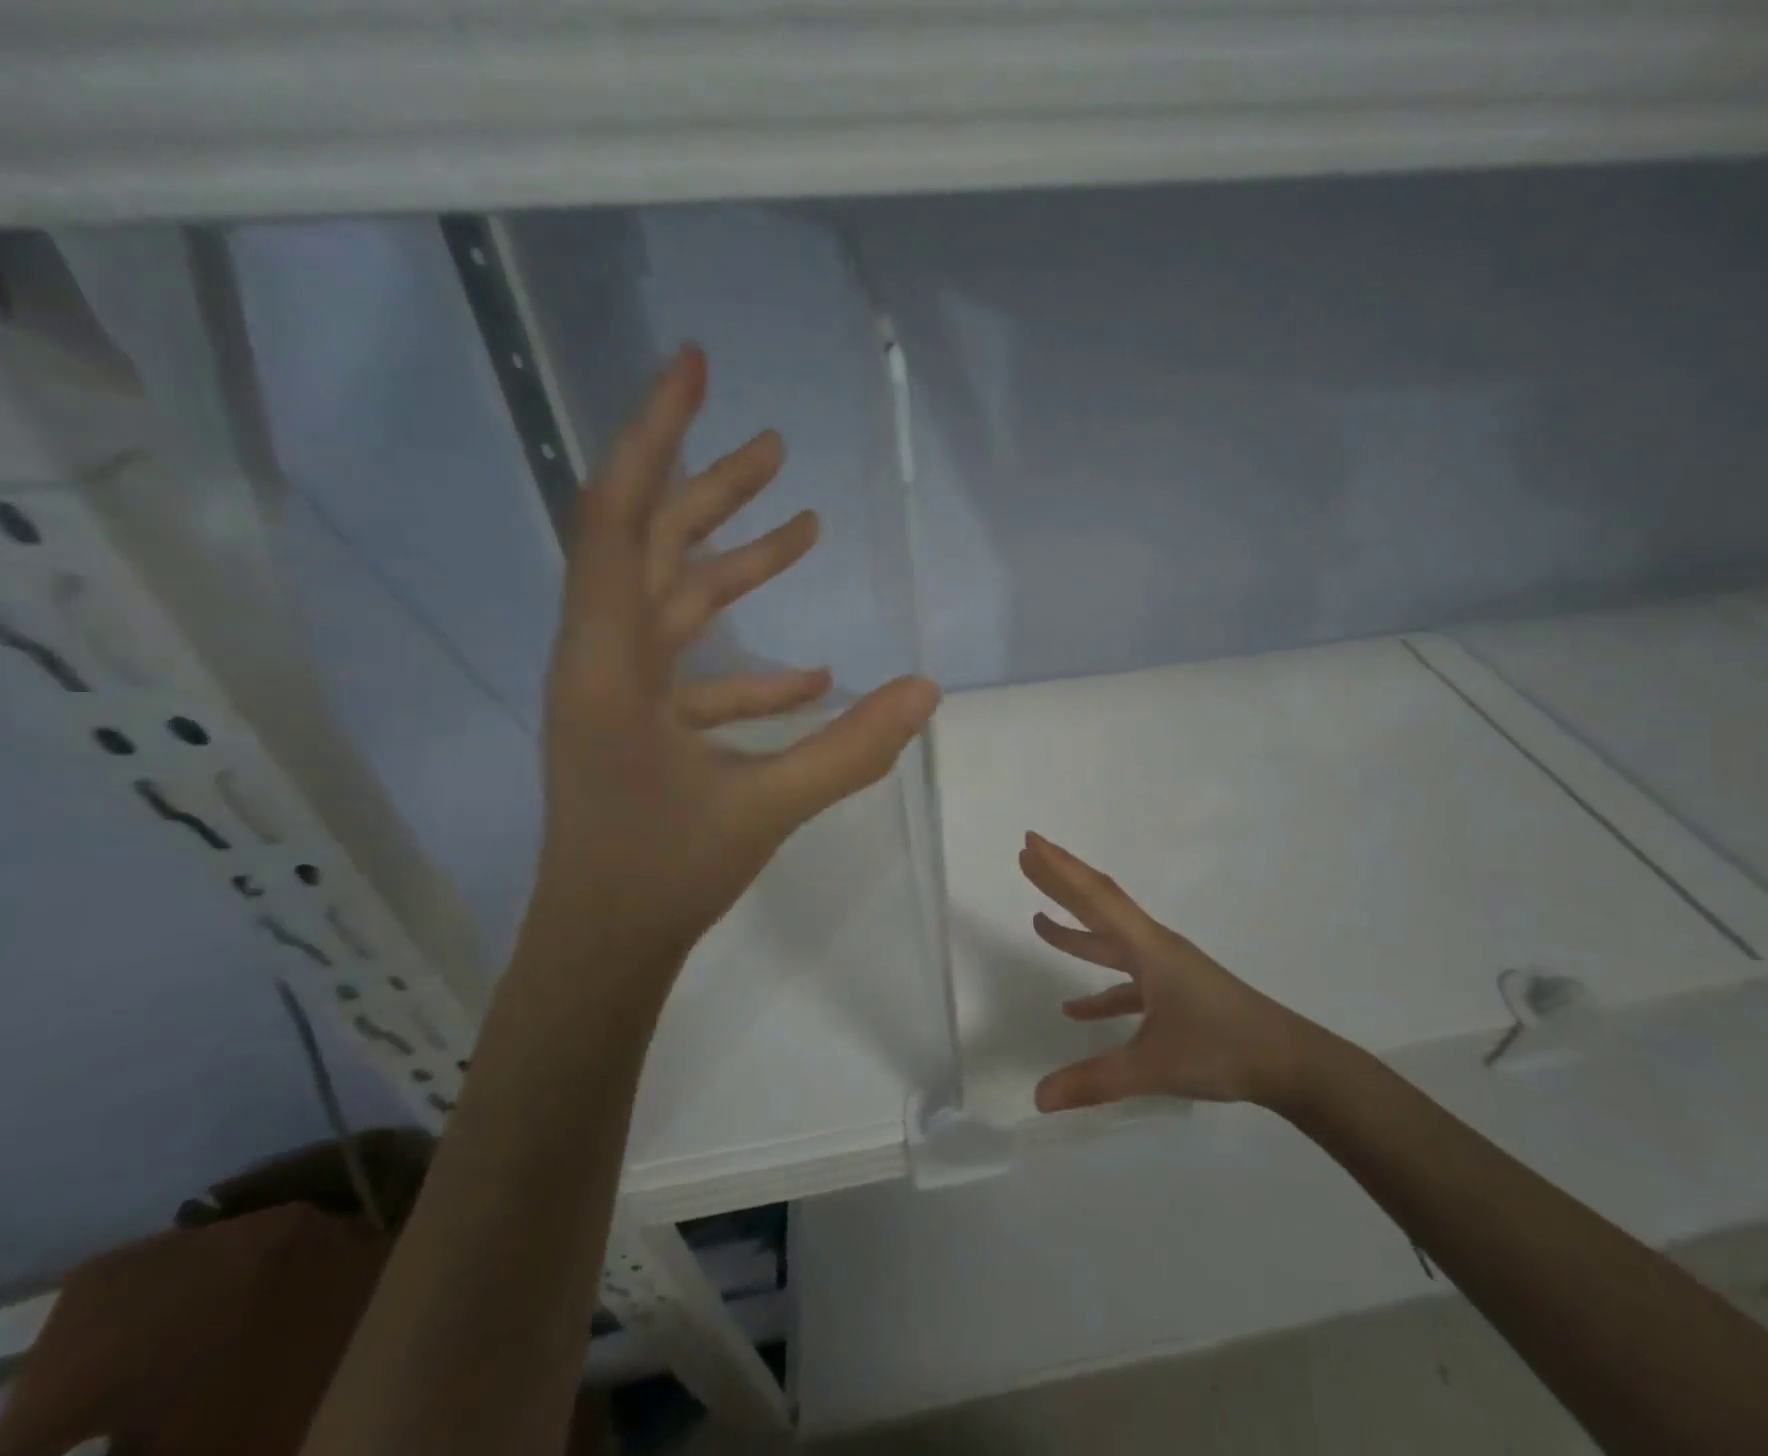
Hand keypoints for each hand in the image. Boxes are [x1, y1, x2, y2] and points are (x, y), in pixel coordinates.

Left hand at [530, 345, 939, 969]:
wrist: (602, 942)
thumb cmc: (664, 872)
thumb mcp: (767, 807)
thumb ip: (851, 748)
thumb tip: (928, 692)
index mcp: (611, 660)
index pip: (619, 516)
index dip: (655, 433)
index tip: (693, 368)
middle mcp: (605, 658)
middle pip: (651, 543)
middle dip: (711, 488)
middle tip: (773, 444)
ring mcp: (622, 690)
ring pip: (675, 601)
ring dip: (735, 562)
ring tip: (802, 525)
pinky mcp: (641, 721)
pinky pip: (696, 669)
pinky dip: (749, 662)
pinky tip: (811, 673)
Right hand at [1020, 832, 1335, 1117]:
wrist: (1290, 1063)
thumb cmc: (1222, 1049)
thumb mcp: (1154, 1066)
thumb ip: (1094, 1080)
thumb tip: (1037, 1097)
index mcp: (1149, 948)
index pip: (1096, 897)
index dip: (1060, 868)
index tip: (1031, 841)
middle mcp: (1154, 948)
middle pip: (1099, 905)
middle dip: (1061, 881)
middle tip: (1026, 856)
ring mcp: (1166, 970)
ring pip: (1110, 941)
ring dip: (1075, 930)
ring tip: (1037, 921)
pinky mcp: (1175, 995)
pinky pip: (1126, 982)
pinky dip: (1099, 989)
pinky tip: (1075, 1009)